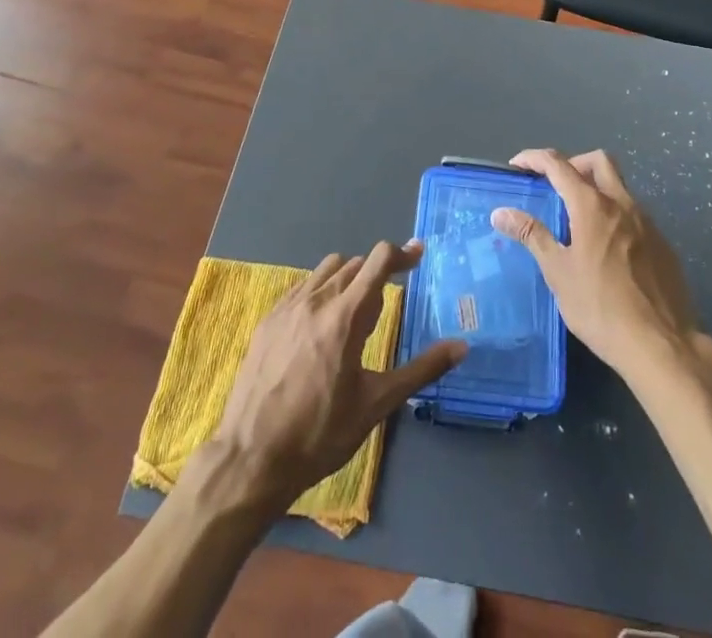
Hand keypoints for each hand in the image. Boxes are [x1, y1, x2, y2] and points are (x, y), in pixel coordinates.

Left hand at [202, 239, 465, 511]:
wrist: (250, 459)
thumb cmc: (319, 434)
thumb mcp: (376, 405)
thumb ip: (421, 370)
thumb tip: (461, 346)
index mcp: (346, 315)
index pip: (378, 260)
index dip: (403, 253)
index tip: (419, 255)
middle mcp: (317, 299)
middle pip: (355, 265)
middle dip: (376, 277)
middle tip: (382, 312)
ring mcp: (288, 307)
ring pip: (327, 270)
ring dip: (348, 280)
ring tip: (352, 318)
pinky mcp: (268, 320)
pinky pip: (302, 287)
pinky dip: (320, 292)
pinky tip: (319, 328)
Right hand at [490, 149, 705, 382]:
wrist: (661, 345)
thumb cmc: (600, 307)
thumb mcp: (558, 273)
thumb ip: (532, 235)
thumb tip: (501, 212)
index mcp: (593, 206)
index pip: (559, 164)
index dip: (534, 158)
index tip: (516, 166)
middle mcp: (623, 203)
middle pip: (598, 161)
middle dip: (573, 163)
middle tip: (554, 186)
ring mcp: (647, 222)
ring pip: (620, 186)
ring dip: (596, 189)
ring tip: (577, 221)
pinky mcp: (663, 243)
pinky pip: (634, 215)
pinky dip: (614, 216)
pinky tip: (607, 250)